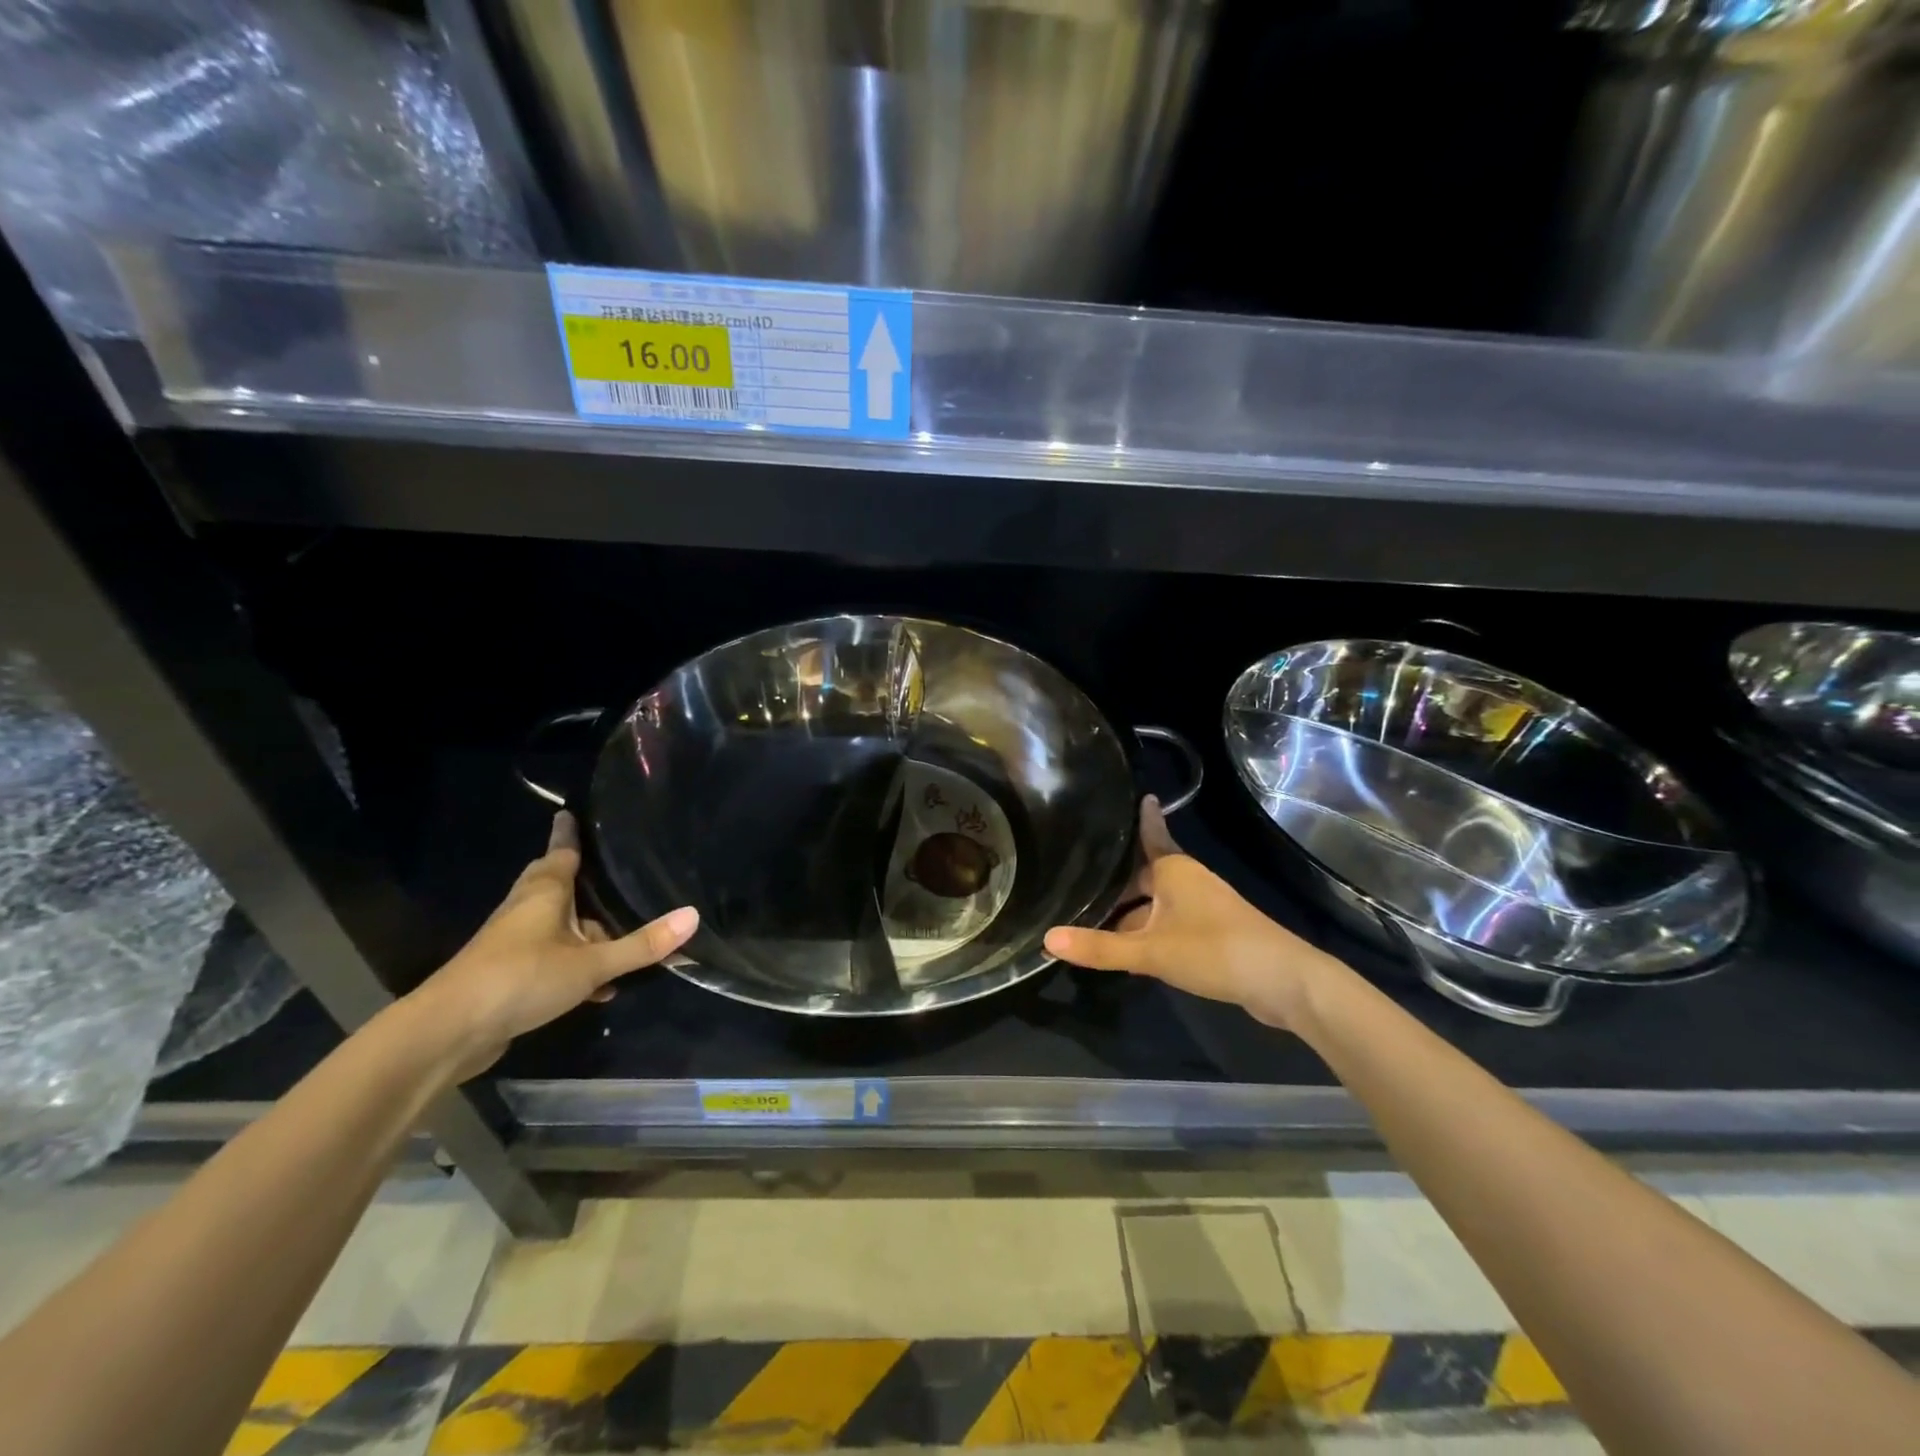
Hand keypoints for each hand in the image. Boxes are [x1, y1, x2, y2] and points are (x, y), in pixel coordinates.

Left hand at [405, 812, 697, 1078]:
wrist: (448, 1033)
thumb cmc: (521, 979)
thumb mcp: (591, 964)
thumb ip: (641, 945)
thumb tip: (693, 916)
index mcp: (544, 894)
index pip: (560, 853)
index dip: (568, 834)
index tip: (570, 813)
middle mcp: (526, 911)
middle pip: (554, 885)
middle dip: (577, 879)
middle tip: (605, 870)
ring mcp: (513, 944)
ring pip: (555, 925)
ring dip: (583, 929)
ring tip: (619, 935)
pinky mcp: (508, 976)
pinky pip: (551, 957)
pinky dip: (575, 962)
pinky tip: (600, 987)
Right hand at [1044, 797, 1336, 1030]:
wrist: (1284, 982)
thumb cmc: (1214, 950)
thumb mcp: (1150, 951)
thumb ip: (1100, 947)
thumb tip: (1047, 939)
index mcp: (1174, 869)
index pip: (1150, 835)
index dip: (1140, 818)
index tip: (1136, 795)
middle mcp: (1188, 881)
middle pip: (1143, 878)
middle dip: (1115, 887)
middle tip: (1076, 885)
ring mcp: (1203, 908)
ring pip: (1156, 905)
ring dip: (1130, 916)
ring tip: (1091, 923)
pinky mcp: (1213, 935)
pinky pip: (1169, 925)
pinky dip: (1148, 934)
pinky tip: (1128, 954)